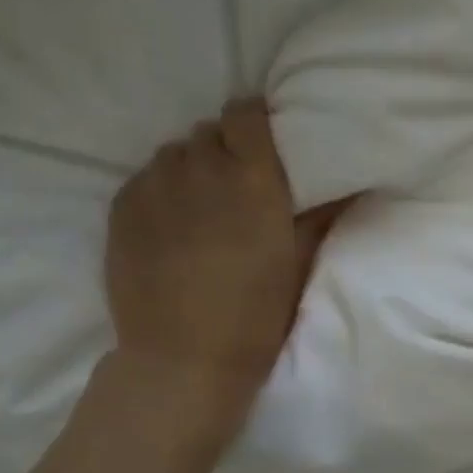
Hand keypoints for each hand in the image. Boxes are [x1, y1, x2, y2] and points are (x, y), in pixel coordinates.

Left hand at [105, 99, 343, 428]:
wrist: (184, 359)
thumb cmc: (256, 316)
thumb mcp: (299, 265)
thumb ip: (320, 215)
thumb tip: (350, 184)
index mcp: (252, 179)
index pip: (247, 113)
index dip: (257, 123)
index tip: (266, 146)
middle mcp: (200, 167)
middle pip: (211, 132)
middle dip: (227, 151)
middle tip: (239, 190)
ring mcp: (154, 184)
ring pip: (176, 153)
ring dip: (192, 170)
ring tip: (202, 209)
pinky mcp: (121, 206)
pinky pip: (146, 178)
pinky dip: (162, 191)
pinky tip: (171, 227)